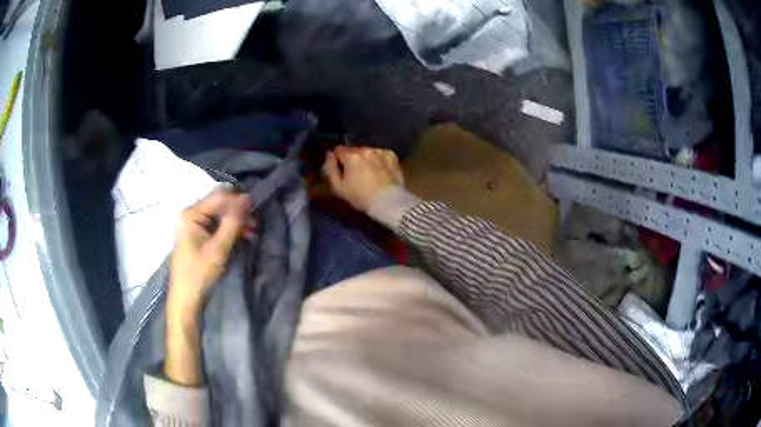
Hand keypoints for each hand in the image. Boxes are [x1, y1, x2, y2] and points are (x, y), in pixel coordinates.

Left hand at [165, 188, 251, 385]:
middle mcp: (190, 213)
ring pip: (219, 213)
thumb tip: (247, 200)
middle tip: (255, 222)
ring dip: (236, 220)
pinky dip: (229, 228)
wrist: (186, 298)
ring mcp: (193, 223)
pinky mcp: (197, 233)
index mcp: (191, 214)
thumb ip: (233, 223)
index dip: (239, 200)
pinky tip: (242, 236)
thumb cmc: (200, 274)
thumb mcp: (219, 249)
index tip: (258, 207)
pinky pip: (216, 223)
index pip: (219, 197)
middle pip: (219, 203)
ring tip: (252, 231)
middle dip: (238, 210)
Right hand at [322, 146, 403, 211]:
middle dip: (352, 159)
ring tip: (369, 174)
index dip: (338, 160)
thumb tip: (329, 154)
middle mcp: (366, 150)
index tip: (342, 171)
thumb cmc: (360, 197)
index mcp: (351, 156)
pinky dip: (378, 160)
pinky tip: (380, 171)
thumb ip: (330, 168)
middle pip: (354, 150)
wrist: (388, 202)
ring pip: (367, 151)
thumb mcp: (338, 187)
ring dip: (366, 159)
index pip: (338, 150)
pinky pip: (380, 154)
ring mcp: (380, 152)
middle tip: (355, 174)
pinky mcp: (391, 156)